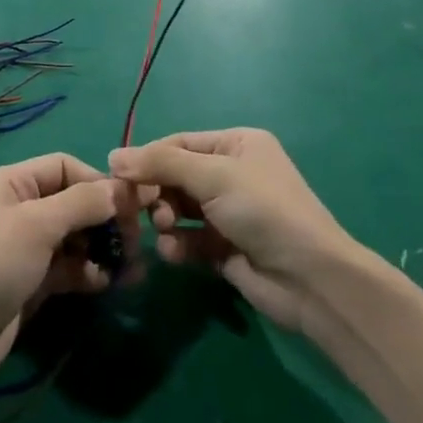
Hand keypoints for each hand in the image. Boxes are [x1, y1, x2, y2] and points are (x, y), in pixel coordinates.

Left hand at [0, 154, 130, 391]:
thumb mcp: (38, 225)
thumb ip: (83, 203)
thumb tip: (123, 189)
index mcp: (12, 182)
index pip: (64, 167)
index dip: (98, 182)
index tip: (132, 205)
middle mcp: (19, 207)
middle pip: (73, 201)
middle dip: (106, 218)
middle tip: (136, 241)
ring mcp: (26, 246)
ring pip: (75, 236)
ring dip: (103, 247)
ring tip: (130, 267)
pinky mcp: (33, 280)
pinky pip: (69, 266)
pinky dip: (89, 271)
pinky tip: (105, 283)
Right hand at [109, 129, 352, 330]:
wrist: (310, 279)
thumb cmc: (263, 210)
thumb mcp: (212, 176)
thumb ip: (161, 164)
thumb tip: (112, 156)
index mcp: (237, 144)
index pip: (180, 144)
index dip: (149, 158)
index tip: (118, 176)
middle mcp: (233, 174)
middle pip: (176, 177)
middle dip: (158, 192)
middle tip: (141, 208)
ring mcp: (229, 214)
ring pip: (180, 209)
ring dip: (165, 219)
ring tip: (165, 229)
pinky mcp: (225, 249)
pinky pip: (189, 240)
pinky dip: (177, 245)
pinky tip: (174, 253)